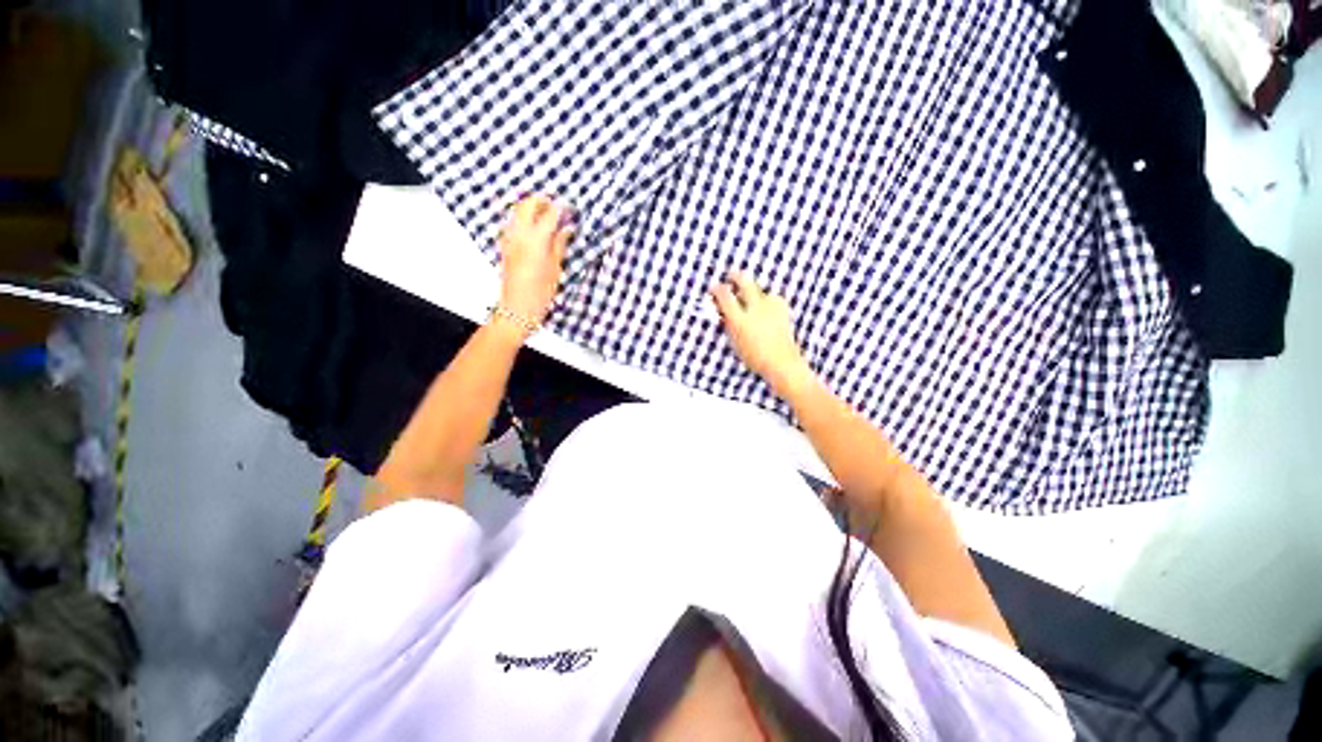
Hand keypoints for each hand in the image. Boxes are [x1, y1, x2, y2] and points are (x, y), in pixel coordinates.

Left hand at [497, 194, 574, 329]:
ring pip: (517, 211)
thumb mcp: (556, 268)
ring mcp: (509, 238)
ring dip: (531, 207)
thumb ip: (560, 244)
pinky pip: (512, 222)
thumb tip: (567, 228)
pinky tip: (534, 228)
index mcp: (536, 239)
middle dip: (542, 201)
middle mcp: (519, 233)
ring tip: (546, 214)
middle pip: (528, 204)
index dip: (562, 207)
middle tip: (557, 206)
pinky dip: (523, 218)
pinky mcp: (504, 245)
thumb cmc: (541, 292)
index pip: (550, 213)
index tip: (571, 207)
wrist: (517, 308)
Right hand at [710, 270, 815, 397]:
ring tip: (749, 296)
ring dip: (752, 289)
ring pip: (759, 289)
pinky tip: (765, 307)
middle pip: (745, 283)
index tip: (714, 287)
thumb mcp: (735, 342)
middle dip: (736, 276)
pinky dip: (766, 299)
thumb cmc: (755, 358)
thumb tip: (723, 310)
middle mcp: (755, 310)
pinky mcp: (782, 309)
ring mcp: (770, 308)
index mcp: (740, 321)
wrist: (782, 363)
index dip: (717, 289)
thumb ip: (729, 324)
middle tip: (731, 275)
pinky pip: (771, 297)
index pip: (725, 297)